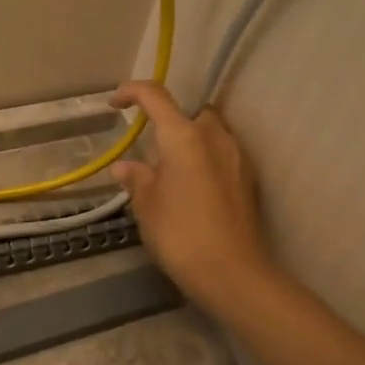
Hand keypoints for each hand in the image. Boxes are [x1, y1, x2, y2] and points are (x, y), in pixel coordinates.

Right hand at [110, 82, 273, 316]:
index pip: (156, 96)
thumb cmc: (179, 233)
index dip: (132, 92)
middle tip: (153, 149)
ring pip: (212, 134)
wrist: (231, 272)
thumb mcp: (146, 205)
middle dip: (173, 122)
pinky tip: (193, 192)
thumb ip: (137, 179)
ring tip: (172, 173)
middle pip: (193, 113)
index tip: (115, 104)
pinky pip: (223, 157)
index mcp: (184, 136)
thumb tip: (126, 166)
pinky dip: (206, 163)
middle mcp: (215, 137)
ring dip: (191, 143)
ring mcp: (237, 158)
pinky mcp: (248, 180)